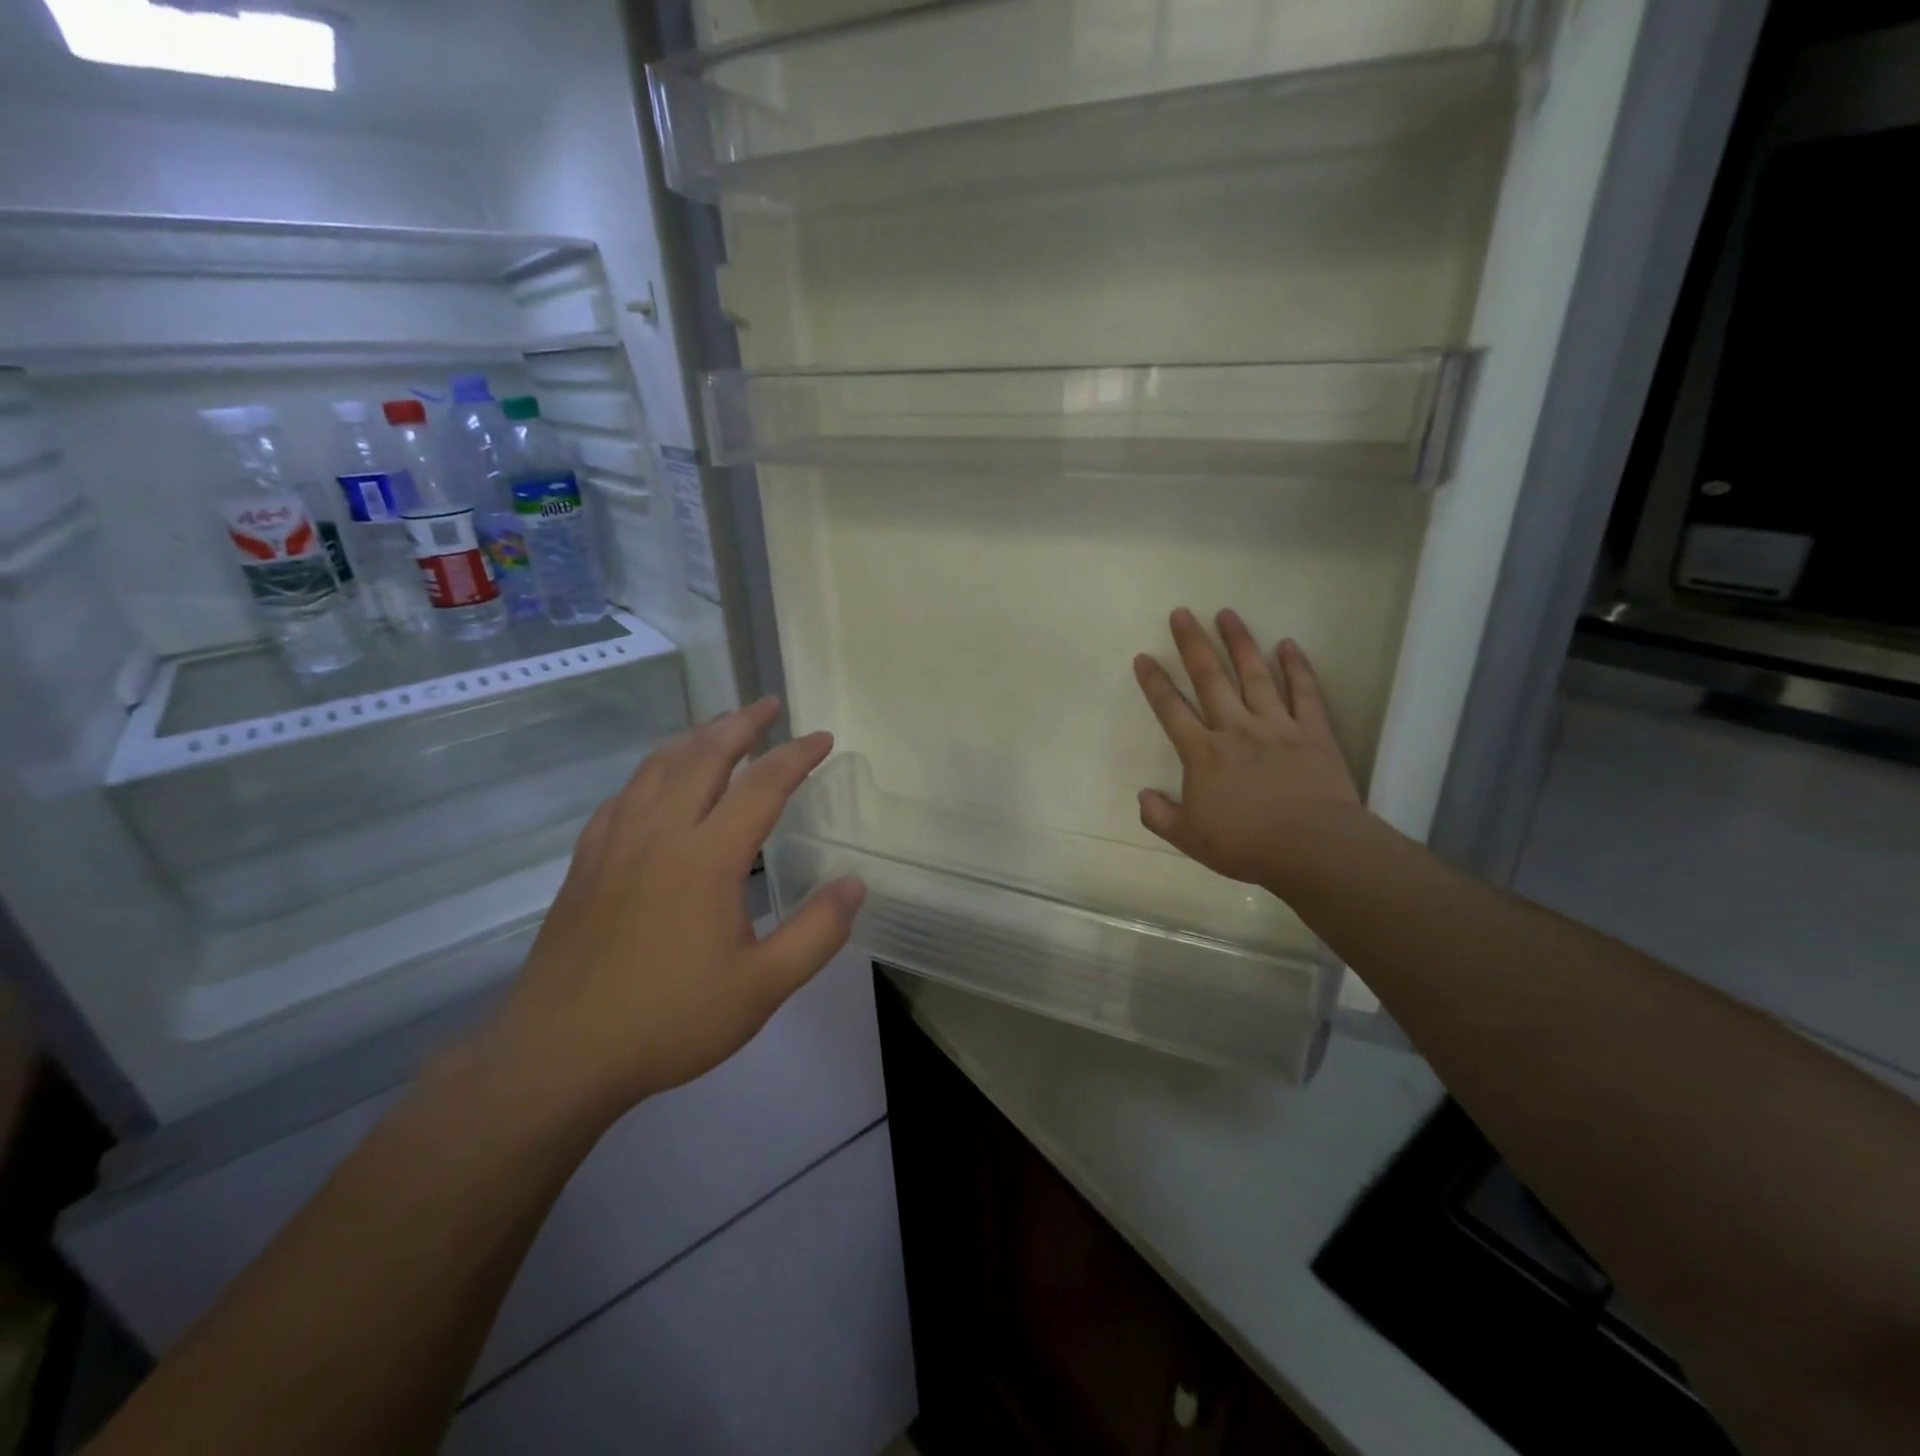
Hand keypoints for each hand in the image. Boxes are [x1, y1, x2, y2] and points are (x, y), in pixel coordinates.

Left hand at [477, 699, 864, 1129]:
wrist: (560, 1055)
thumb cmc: (669, 1020)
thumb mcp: (762, 987)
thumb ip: (817, 932)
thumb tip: (854, 884)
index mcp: (706, 857)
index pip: (762, 785)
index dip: (796, 756)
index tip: (821, 738)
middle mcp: (659, 833)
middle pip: (704, 755)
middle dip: (742, 723)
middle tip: (769, 705)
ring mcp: (614, 844)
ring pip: (657, 767)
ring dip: (695, 737)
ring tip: (720, 726)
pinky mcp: (586, 863)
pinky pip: (624, 796)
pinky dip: (652, 772)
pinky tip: (657, 783)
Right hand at [1133, 608, 1365, 895]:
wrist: (1312, 846)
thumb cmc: (1246, 844)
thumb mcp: (1190, 839)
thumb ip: (1160, 815)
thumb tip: (1142, 795)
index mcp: (1203, 753)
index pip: (1171, 710)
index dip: (1154, 683)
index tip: (1143, 657)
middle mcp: (1235, 728)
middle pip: (1209, 678)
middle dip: (1192, 644)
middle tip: (1181, 613)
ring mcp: (1276, 725)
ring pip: (1254, 675)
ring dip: (1239, 642)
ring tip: (1226, 613)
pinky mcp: (1312, 731)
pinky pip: (1304, 692)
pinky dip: (1297, 667)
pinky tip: (1287, 645)